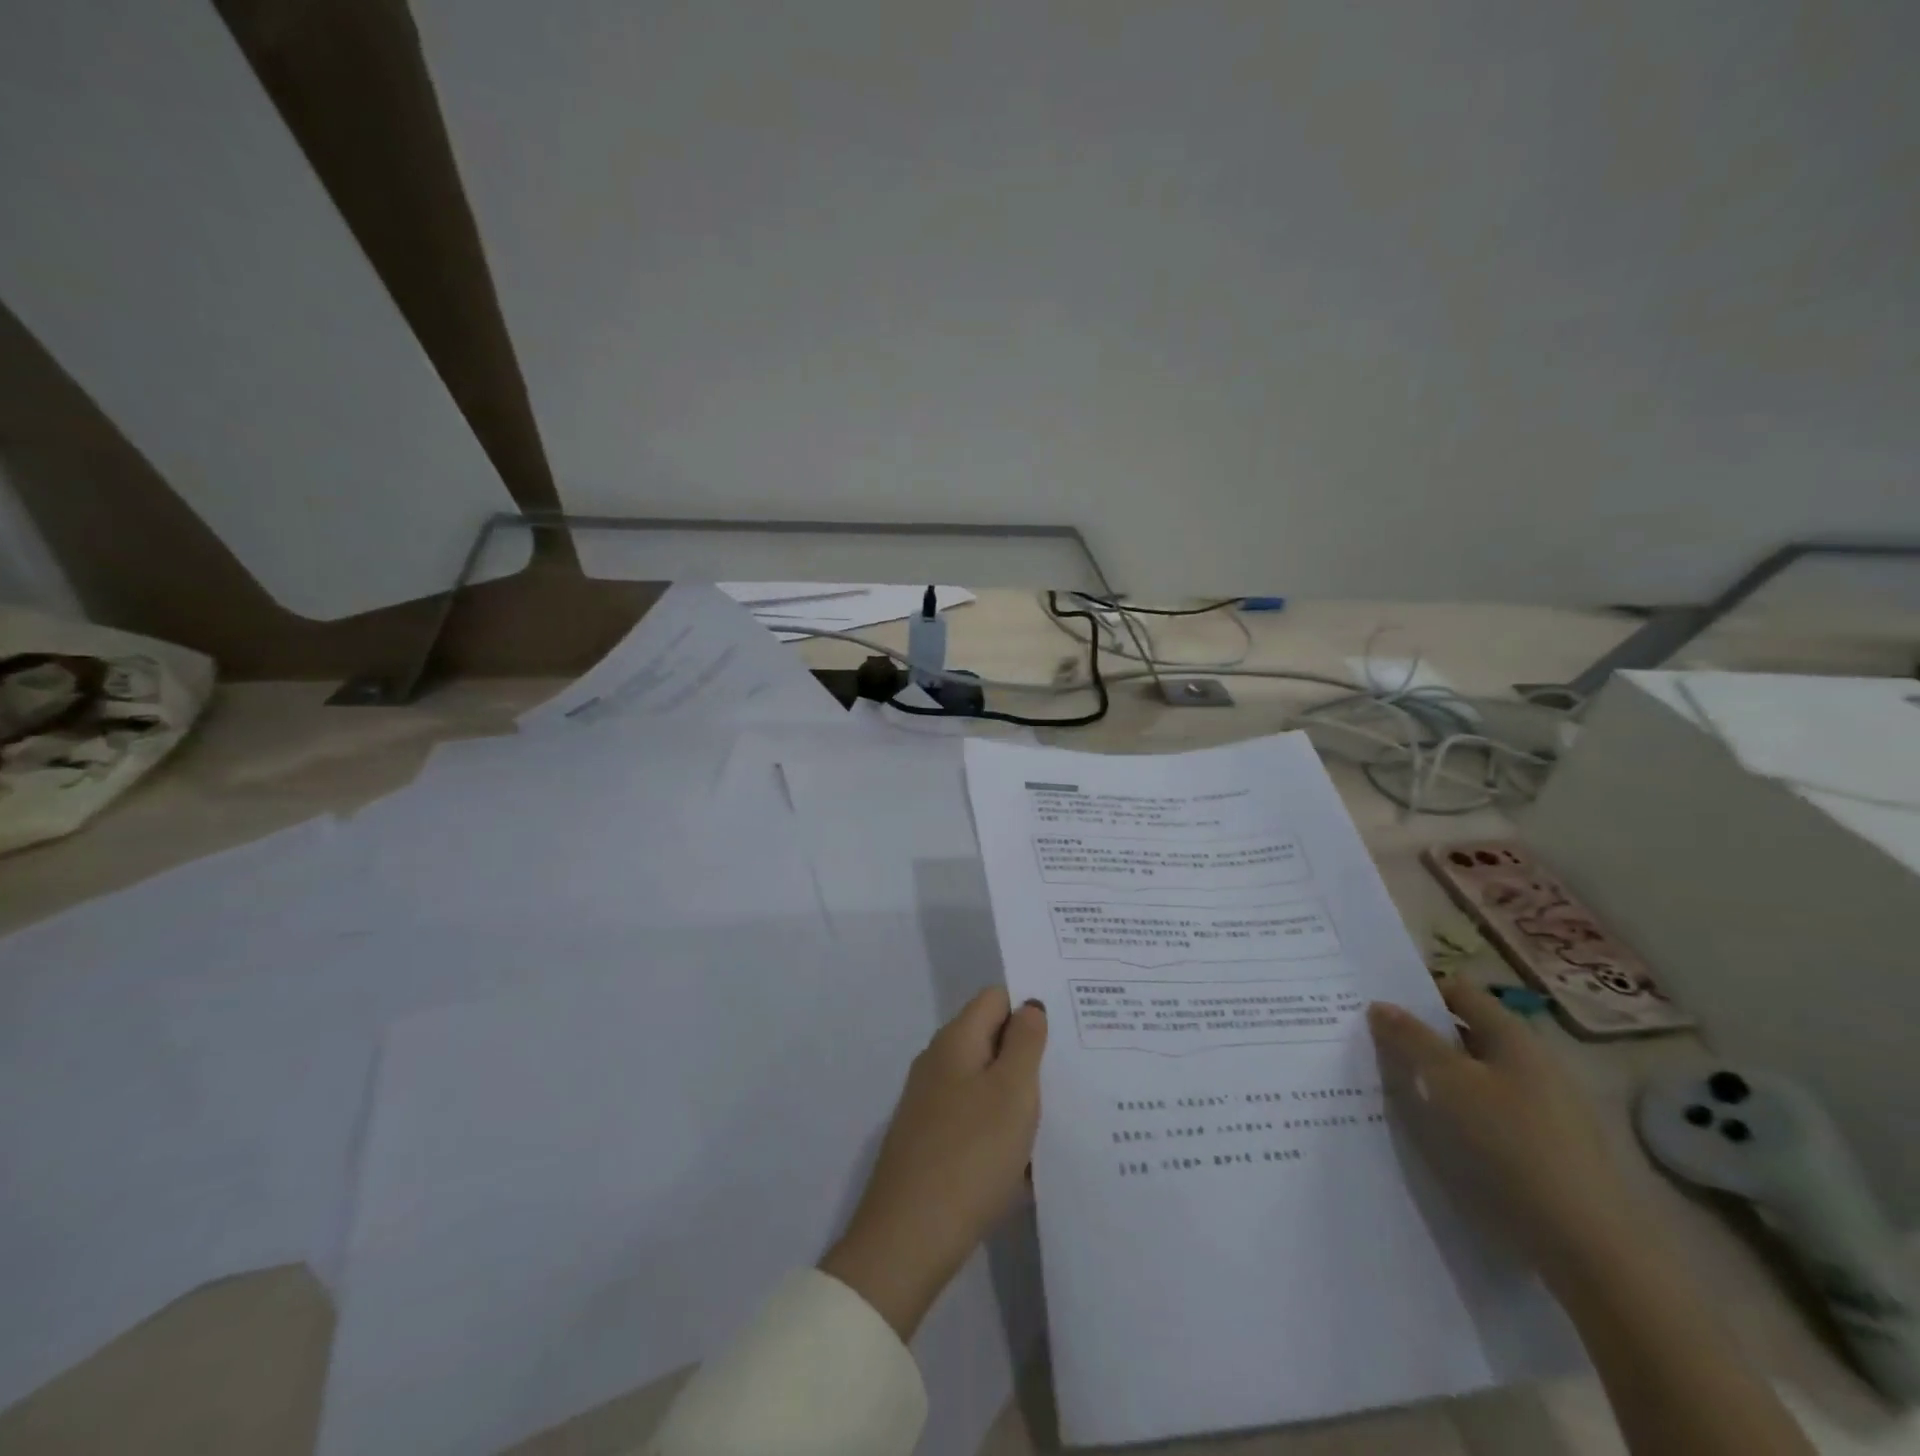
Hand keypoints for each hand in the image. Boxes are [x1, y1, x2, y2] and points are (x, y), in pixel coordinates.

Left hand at [820, 988, 1046, 1340]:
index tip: (1068, 1027)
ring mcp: (931, 1104)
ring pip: (986, 1083)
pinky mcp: (931, 1143)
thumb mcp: (1012, 1092)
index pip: (995, 997)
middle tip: (1074, 1071)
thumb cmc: (970, 1154)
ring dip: (1019, 1096)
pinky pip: (976, 1120)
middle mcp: (938, 1063)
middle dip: (1029, 1053)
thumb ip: (1025, 1042)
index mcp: (955, 1041)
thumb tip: (1029, 1005)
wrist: (908, 1239)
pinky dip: (1002, 1130)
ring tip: (1061, 1115)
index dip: (1030, 1005)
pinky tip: (1029, 1160)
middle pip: (991, 1039)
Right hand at [1368, 978, 1639, 1286]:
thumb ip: (1410, 1040)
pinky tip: (1437, 1135)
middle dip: (1422, 1038)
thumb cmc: (1509, 1145)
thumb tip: (1381, 1006)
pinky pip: (1491, 1113)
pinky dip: (1460, 1112)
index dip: (1417, 993)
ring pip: (1477, 1076)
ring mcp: (1546, 1108)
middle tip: (1375, 1048)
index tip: (1378, 1008)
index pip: (1459, 992)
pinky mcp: (1548, 1149)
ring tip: (1397, 1093)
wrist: (1589, 1247)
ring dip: (1438, 1078)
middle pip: (1467, 1034)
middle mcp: (1534, 1063)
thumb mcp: (1447, 1084)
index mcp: (1514, 1037)